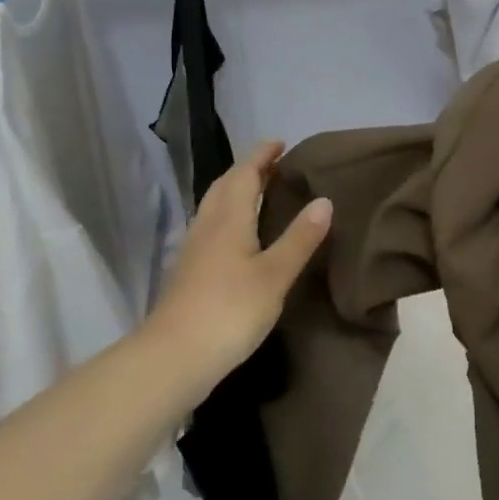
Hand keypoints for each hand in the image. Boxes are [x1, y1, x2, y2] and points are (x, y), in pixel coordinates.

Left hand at [142, 140, 332, 394]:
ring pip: (214, 206)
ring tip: (259, 193)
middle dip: (248, 170)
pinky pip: (211, 226)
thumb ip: (299, 238)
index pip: (244, 173)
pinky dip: (228, 216)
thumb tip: (324, 199)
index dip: (262, 155)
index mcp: (229, 218)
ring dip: (235, 191)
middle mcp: (208, 225)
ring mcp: (194, 249)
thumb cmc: (230, 310)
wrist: (174, 356)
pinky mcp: (189, 271)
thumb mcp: (274, 275)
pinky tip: (238, 236)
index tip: (280, 143)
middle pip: (225, 185)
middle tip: (273, 165)